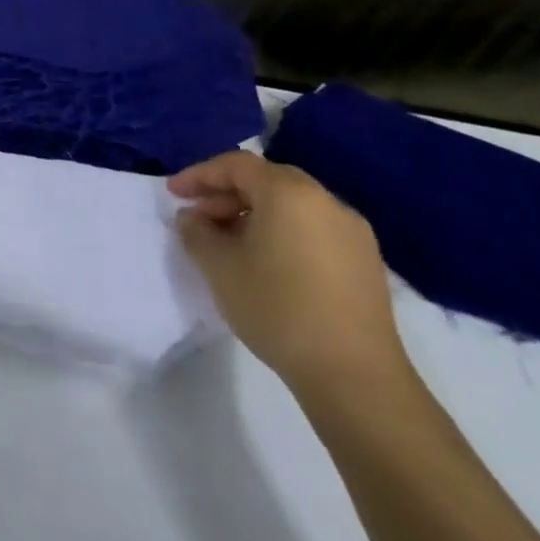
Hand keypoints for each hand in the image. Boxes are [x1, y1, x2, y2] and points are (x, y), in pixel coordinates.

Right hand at [168, 150, 409, 401]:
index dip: (199, 175)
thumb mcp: (217, 264)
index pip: (236, 165)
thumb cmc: (276, 306)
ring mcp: (353, 234)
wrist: (354, 375)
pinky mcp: (365, 263)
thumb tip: (194, 218)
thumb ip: (195, 231)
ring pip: (291, 205)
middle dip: (226, 193)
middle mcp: (327, 203)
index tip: (173, 194)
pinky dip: (281, 231)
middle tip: (198, 216)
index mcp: (290, 194)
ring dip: (253, 213)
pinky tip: (264, 261)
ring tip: (227, 242)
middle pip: (267, 180)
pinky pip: (313, 228)